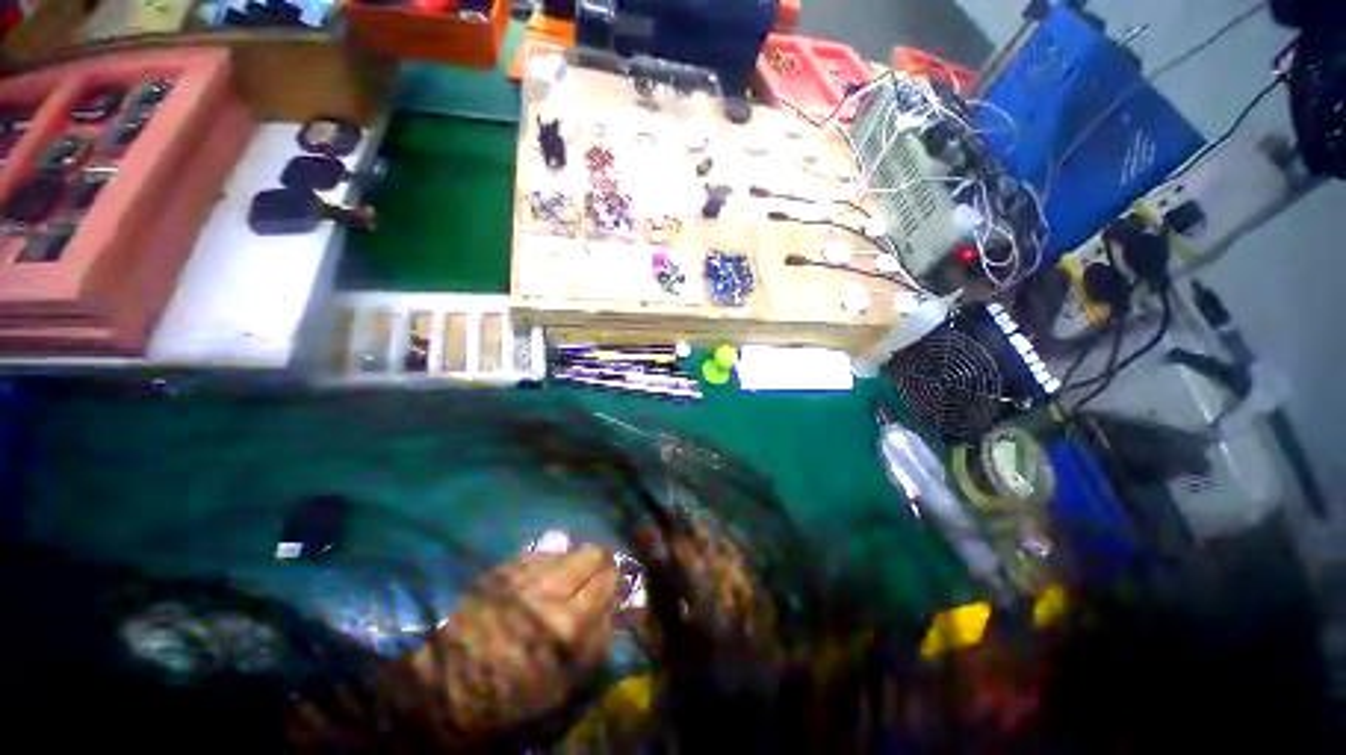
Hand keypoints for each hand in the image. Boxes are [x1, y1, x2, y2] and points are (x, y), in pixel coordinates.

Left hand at [405, 544, 620, 739]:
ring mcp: (522, 575)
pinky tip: (539, 580)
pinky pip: (538, 554)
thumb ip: (599, 638)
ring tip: (564, 579)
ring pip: (566, 549)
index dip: (614, 578)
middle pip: (590, 552)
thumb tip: (614, 602)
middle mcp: (547, 590)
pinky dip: (547, 564)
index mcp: (567, 624)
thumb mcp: (566, 682)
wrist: (446, 688)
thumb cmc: (513, 693)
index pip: (607, 578)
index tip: (612, 583)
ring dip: (572, 562)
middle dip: (599, 561)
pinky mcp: (501, 568)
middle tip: (594, 575)